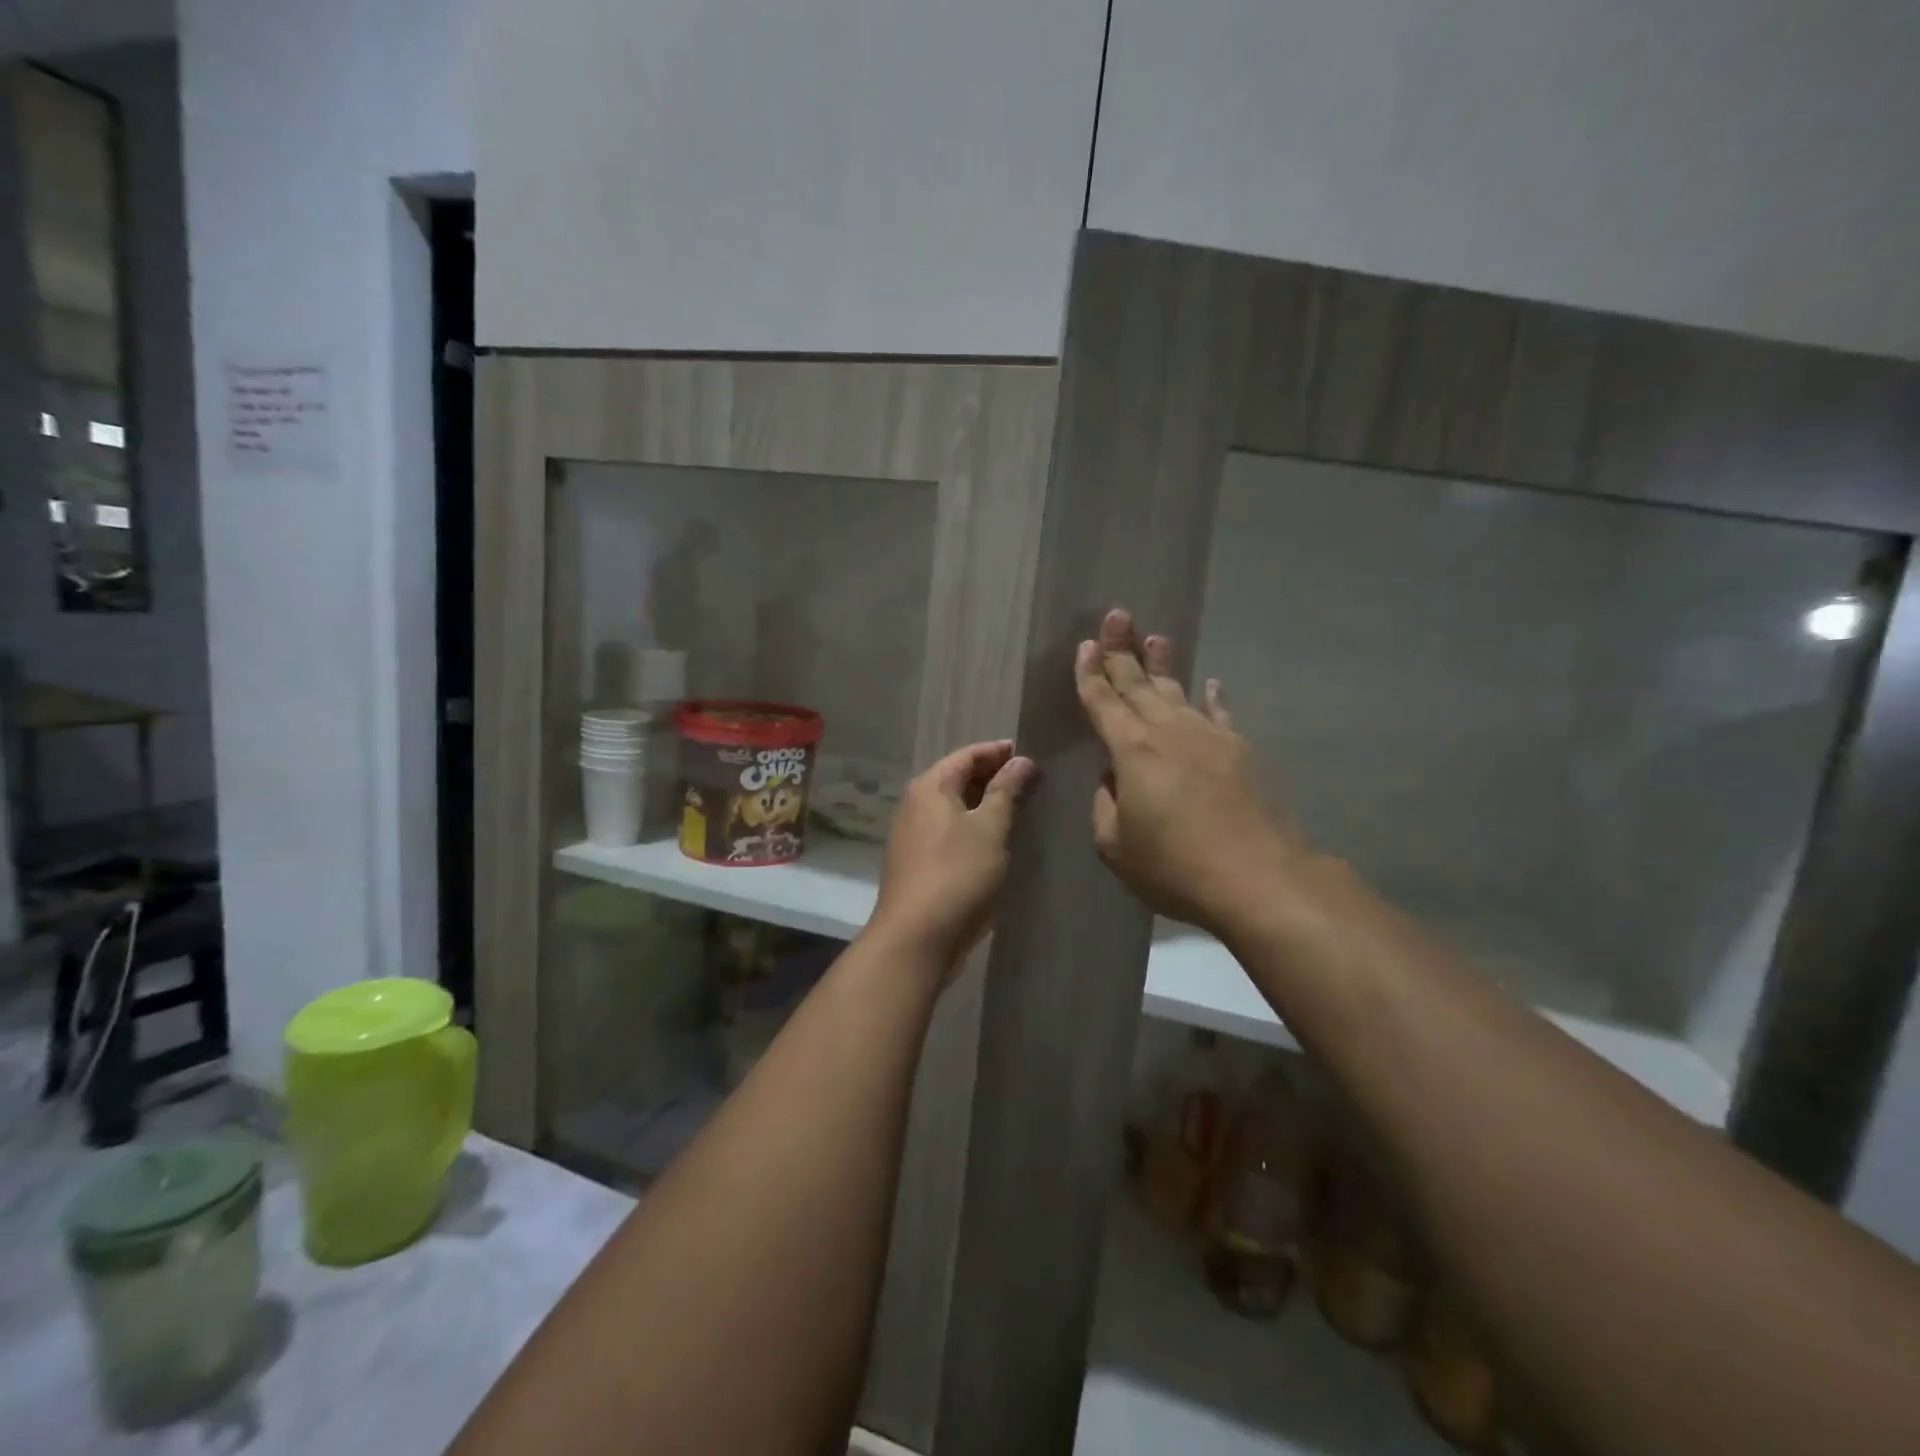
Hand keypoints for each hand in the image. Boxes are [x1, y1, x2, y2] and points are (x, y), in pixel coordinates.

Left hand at [870, 740, 1034, 971]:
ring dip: (984, 805)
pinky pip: (949, 833)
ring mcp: (912, 836)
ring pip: (954, 808)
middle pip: (957, 779)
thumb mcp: (990, 829)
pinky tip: (995, 842)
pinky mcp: (917, 863)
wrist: (916, 939)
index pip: (967, 755)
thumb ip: (1006, 791)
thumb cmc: (957, 875)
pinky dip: (973, 829)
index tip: (1030, 755)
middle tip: (1032, 783)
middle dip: (993, 778)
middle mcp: (915, 804)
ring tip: (1020, 810)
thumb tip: (1021, 761)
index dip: (999, 752)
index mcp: (930, 787)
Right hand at [1075, 608, 1304, 932]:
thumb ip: (1106, 804)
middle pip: (1139, 684)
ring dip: (1163, 664)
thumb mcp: (1116, 845)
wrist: (1258, 877)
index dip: (1090, 674)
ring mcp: (1210, 736)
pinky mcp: (1240, 751)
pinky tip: (1210, 683)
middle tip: (1117, 616)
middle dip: (1123, 650)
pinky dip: (1212, 697)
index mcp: (1132, 751)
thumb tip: (1115, 779)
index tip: (1085, 645)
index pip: (1103, 702)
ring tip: (1155, 637)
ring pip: (1178, 691)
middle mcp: (1169, 731)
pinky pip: (1220, 714)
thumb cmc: (1175, 865)